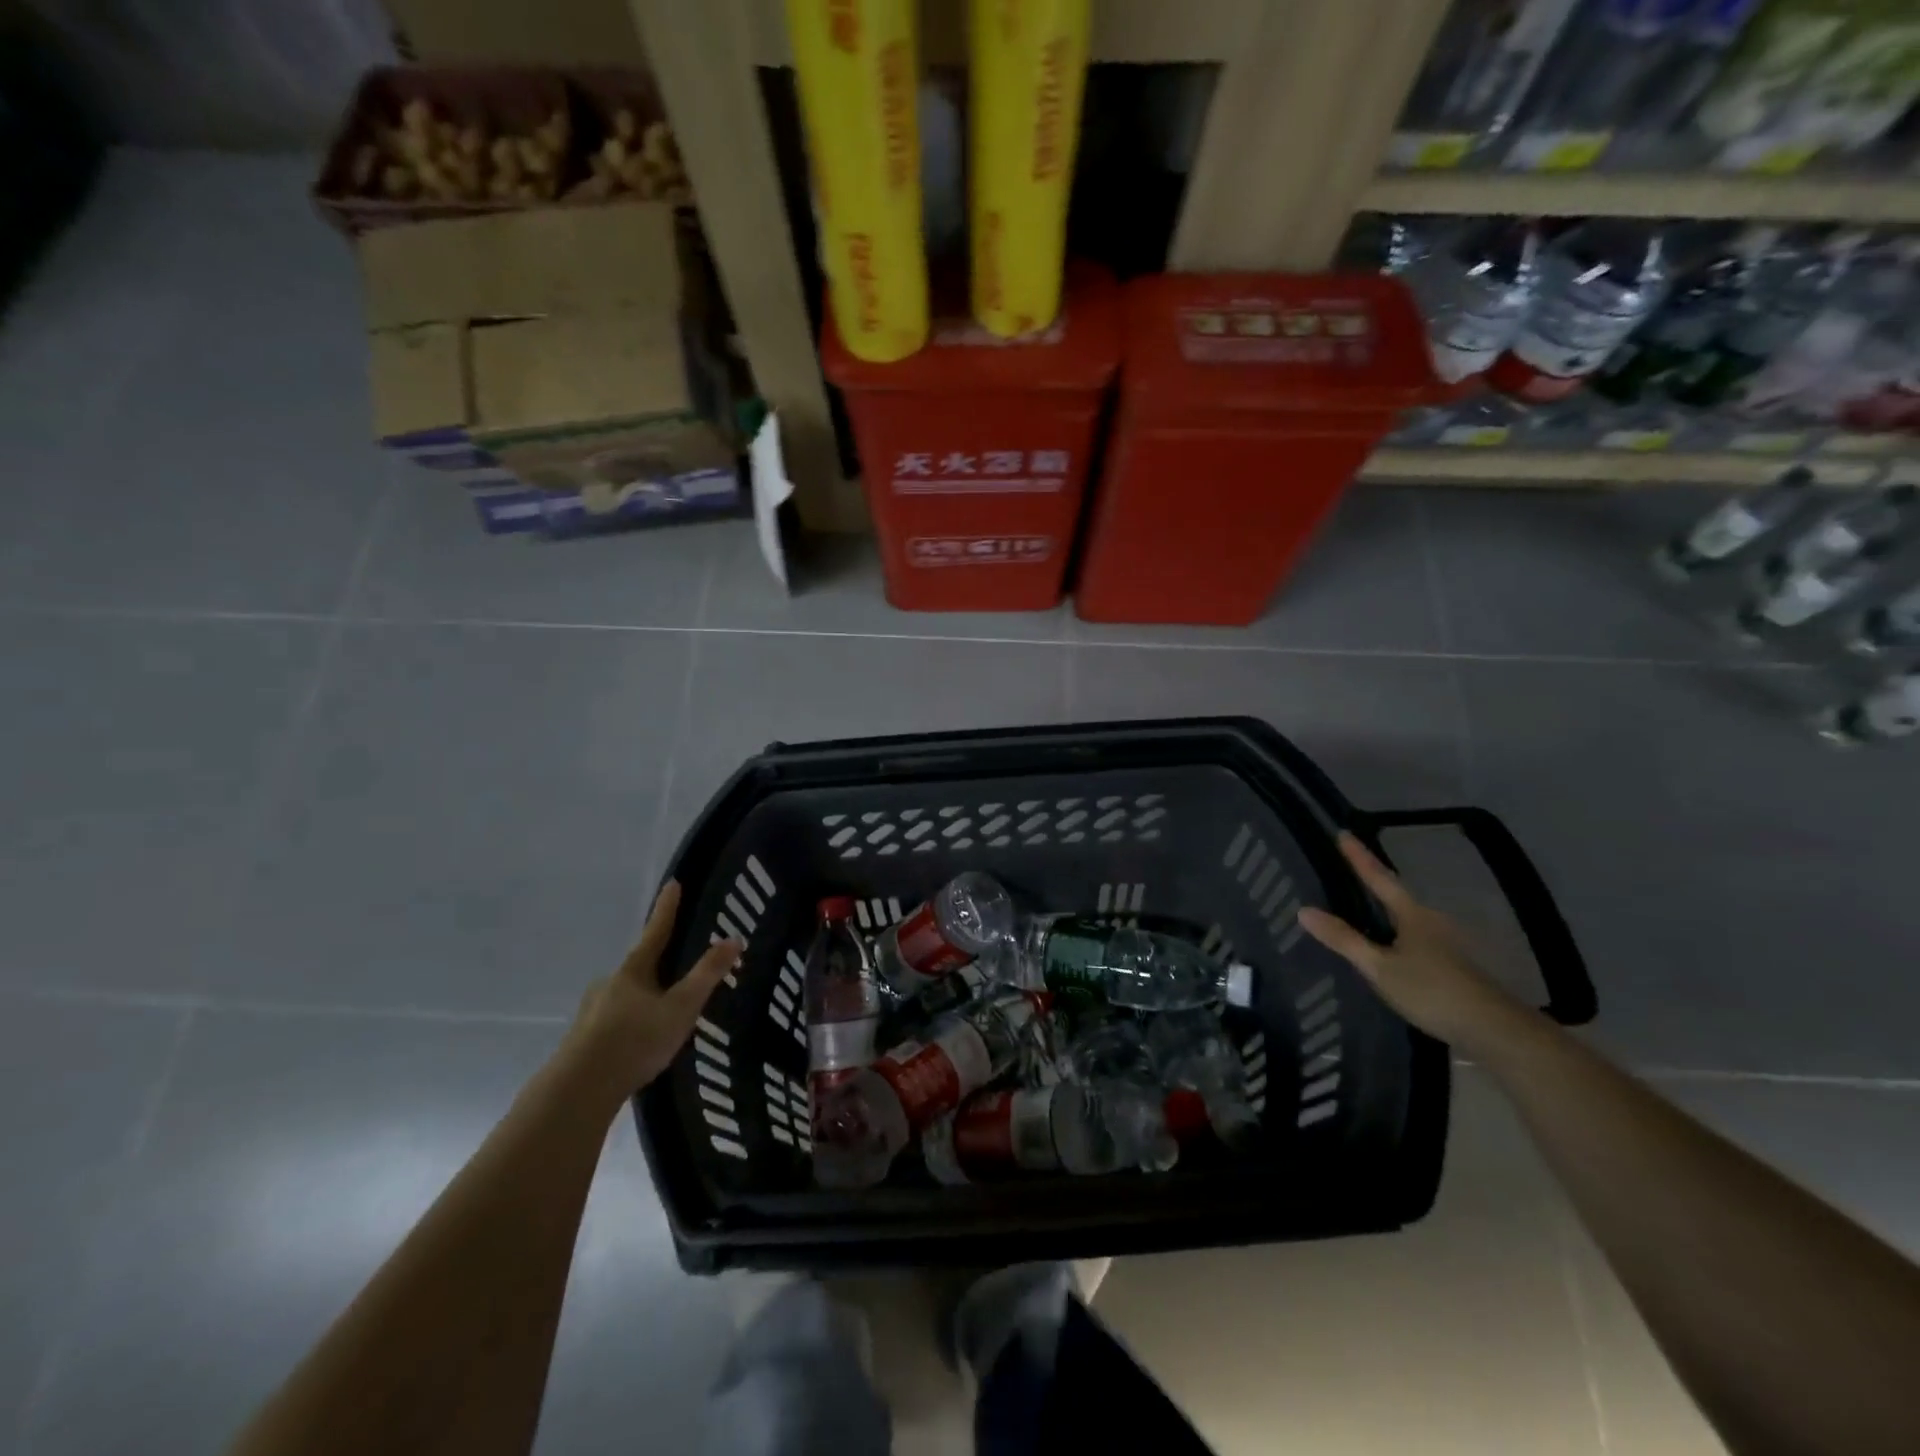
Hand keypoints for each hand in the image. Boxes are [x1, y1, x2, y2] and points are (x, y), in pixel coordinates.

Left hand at [568, 880, 742, 1100]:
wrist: (578, 1090)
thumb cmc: (635, 1041)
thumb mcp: (681, 1008)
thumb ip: (707, 975)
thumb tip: (734, 937)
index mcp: (634, 970)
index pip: (657, 930)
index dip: (667, 908)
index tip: (673, 883)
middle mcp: (610, 982)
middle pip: (639, 965)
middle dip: (658, 965)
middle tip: (678, 970)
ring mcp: (592, 1010)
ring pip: (625, 996)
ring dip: (644, 998)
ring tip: (663, 1015)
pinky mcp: (583, 1039)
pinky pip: (614, 1021)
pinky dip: (630, 1023)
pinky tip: (639, 1042)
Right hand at [1298, 833, 1527, 1056]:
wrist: (1494, 1030)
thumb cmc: (1432, 991)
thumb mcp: (1379, 967)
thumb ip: (1344, 940)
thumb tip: (1303, 910)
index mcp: (1412, 915)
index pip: (1379, 877)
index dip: (1359, 857)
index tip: (1343, 833)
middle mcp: (1430, 921)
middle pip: (1395, 894)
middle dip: (1373, 879)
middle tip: (1348, 866)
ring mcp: (1444, 944)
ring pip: (1405, 916)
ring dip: (1384, 907)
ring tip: (1360, 904)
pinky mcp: (1450, 965)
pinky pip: (1413, 936)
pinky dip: (1394, 931)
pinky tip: (1385, 943)